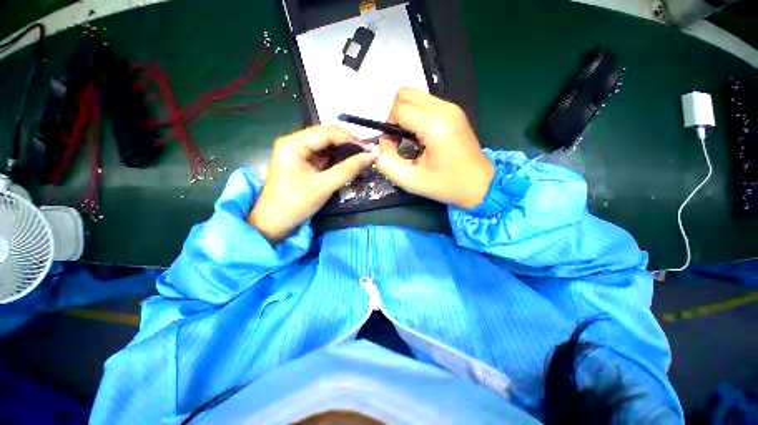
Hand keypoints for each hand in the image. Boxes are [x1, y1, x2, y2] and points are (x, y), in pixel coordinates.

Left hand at [249, 126, 376, 242]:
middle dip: (347, 143)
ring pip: (325, 145)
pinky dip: (337, 158)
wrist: (274, 223)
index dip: (350, 139)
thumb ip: (348, 169)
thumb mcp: (324, 186)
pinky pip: (323, 155)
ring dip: (343, 150)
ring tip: (361, 158)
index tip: (369, 150)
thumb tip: (371, 156)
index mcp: (293, 143)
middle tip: (366, 154)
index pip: (327, 132)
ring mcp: (297, 152)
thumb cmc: (296, 204)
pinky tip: (349, 163)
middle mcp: (294, 142)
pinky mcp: (302, 162)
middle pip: (326, 135)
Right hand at [375, 88, 494, 208]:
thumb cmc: (447, 185)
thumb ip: (388, 163)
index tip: (394, 148)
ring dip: (405, 116)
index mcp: (436, 125)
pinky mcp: (454, 112)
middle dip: (395, 117)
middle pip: (405, 95)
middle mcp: (445, 109)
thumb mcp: (412, 181)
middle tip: (400, 140)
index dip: (389, 128)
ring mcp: (452, 108)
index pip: (399, 109)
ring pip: (415, 97)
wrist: (480, 185)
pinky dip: (416, 117)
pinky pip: (426, 104)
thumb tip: (382, 145)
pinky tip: (421, 137)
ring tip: (411, 140)